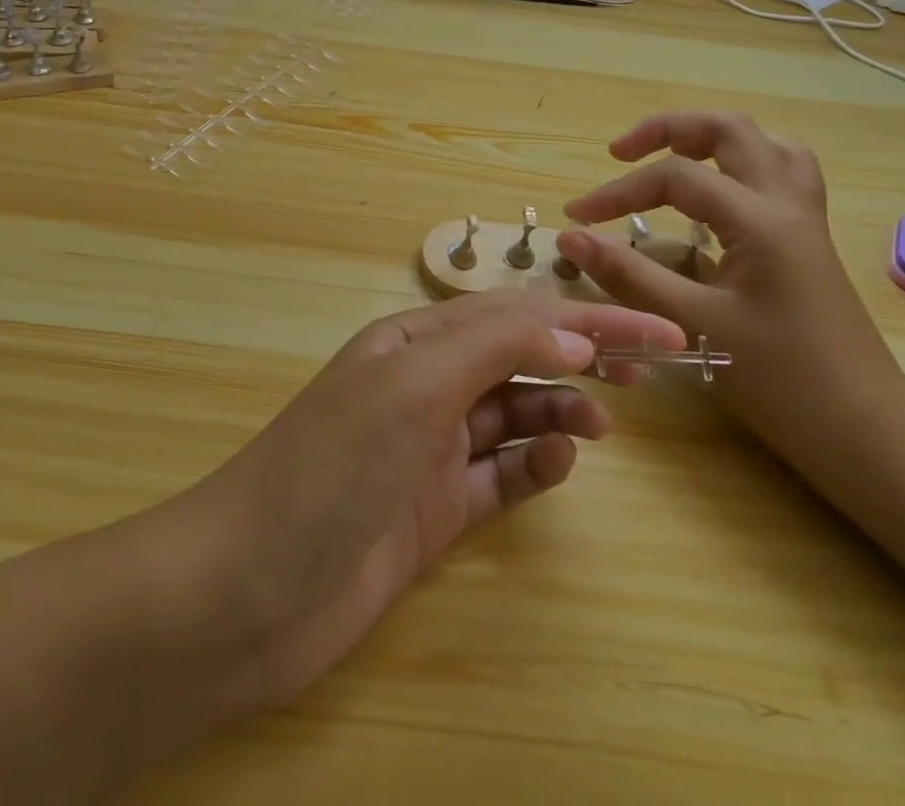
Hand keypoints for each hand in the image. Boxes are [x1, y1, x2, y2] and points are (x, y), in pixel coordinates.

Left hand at [181, 289, 683, 708]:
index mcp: (413, 341)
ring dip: (560, 410)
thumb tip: (574, 331)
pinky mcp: (435, 510)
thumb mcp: (412, 386)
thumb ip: (494, 348)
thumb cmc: (332, 465)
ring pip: (514, 414)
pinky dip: (533, 466)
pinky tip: (556, 466)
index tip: (654, 331)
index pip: (515, 314)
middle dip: (581, 355)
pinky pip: (500, 475)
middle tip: (648, 370)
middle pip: (519, 357)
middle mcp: (424, 385)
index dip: (585, 317)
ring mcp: (430, 449)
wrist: (249, 590)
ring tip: (601, 425)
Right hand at [556, 111, 904, 472]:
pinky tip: (720, 197)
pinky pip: (781, 176)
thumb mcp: (697, 325)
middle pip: (729, 129)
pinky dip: (743, 167)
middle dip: (668, 129)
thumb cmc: (784, 383)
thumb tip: (570, 237)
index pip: (675, 177)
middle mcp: (787, 204)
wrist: (870, 436)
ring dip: (713, 140)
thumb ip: (630, 275)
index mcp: (760, 220)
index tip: (576, 217)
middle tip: (621, 153)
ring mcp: (806, 220)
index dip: (617, 191)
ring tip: (672, 158)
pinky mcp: (810, 242)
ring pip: (765, 145)